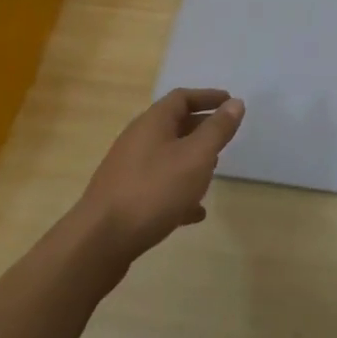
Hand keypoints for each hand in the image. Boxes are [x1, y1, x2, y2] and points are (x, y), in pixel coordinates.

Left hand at [77, 88, 244, 259]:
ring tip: (213, 172)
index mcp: (153, 122)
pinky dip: (179, 191)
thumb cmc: (154, 190)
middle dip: (201, 128)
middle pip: (173, 125)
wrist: (101, 240)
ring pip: (167, 156)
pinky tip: (195, 212)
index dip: (208, 97)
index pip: (182, 97)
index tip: (231, 103)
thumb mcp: (195, 157)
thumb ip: (217, 130)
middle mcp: (138, 139)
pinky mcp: (125, 197)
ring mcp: (129, 169)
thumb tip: (236, 103)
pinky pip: (159, 186)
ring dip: (191, 160)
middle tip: (225, 137)